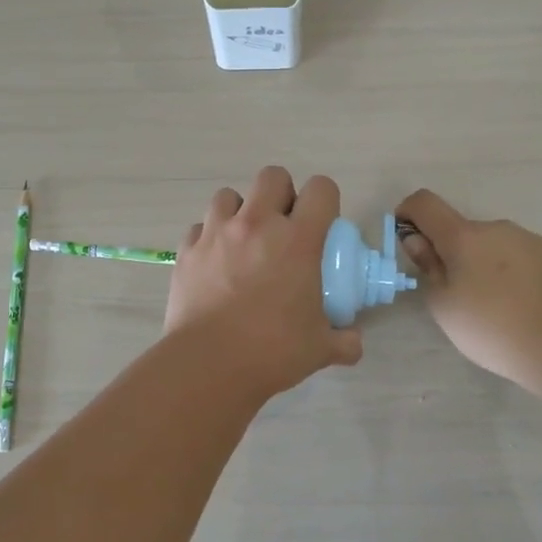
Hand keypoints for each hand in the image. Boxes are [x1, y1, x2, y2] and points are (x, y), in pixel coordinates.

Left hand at [166, 167, 363, 399]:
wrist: (208, 364)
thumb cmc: (272, 351)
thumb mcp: (320, 348)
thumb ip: (344, 341)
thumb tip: (353, 342)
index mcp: (297, 240)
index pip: (321, 190)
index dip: (326, 200)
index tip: (322, 225)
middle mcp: (257, 224)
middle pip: (272, 176)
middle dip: (281, 194)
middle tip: (283, 228)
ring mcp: (217, 234)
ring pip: (228, 195)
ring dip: (240, 211)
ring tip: (243, 241)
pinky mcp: (187, 250)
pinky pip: (199, 228)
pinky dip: (209, 238)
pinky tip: (214, 263)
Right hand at [395, 189, 541, 401]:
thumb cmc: (492, 326)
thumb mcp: (444, 305)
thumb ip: (428, 267)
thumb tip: (419, 241)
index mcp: (463, 236)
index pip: (425, 203)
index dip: (409, 214)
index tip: (409, 241)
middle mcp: (496, 228)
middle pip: (462, 232)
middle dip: (453, 256)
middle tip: (459, 298)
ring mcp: (529, 240)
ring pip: (493, 247)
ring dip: (484, 267)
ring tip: (496, 309)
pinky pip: (521, 260)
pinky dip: (512, 276)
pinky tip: (523, 308)